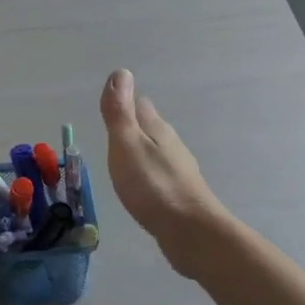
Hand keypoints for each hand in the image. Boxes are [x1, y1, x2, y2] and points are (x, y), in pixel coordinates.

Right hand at [100, 69, 226, 273]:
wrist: (190, 232)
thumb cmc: (152, 185)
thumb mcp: (126, 144)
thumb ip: (120, 112)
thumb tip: (121, 72)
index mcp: (157, 130)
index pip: (141, 106)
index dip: (127, 102)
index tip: (114, 103)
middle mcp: (172, 146)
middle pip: (152, 128)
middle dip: (137, 125)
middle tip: (118, 127)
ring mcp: (180, 171)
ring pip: (159, 152)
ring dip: (144, 150)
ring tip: (128, 155)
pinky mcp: (182, 195)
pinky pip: (161, 175)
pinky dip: (150, 173)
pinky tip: (144, 184)